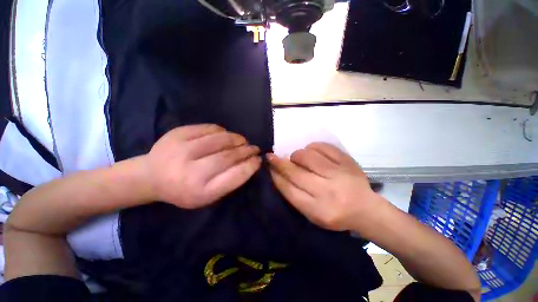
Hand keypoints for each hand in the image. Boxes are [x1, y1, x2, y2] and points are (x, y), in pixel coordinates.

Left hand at [145, 124, 260, 208]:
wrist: (151, 177)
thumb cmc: (185, 190)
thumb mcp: (208, 195)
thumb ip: (229, 181)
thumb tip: (250, 162)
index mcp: (200, 192)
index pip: (235, 176)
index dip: (251, 166)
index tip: (258, 160)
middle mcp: (190, 172)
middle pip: (228, 156)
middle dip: (246, 151)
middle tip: (254, 148)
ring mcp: (181, 150)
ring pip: (220, 139)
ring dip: (237, 139)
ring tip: (243, 141)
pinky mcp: (176, 134)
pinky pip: (208, 128)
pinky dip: (221, 131)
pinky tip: (225, 135)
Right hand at [267, 142, 384, 231]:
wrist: (366, 209)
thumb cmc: (335, 214)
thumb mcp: (312, 215)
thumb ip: (294, 196)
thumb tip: (278, 173)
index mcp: (318, 210)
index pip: (289, 190)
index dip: (276, 176)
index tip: (269, 167)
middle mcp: (328, 191)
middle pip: (295, 172)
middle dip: (279, 162)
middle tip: (271, 156)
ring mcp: (339, 173)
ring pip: (307, 156)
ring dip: (296, 155)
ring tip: (297, 158)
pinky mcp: (347, 161)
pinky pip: (323, 146)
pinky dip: (312, 147)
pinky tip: (312, 152)